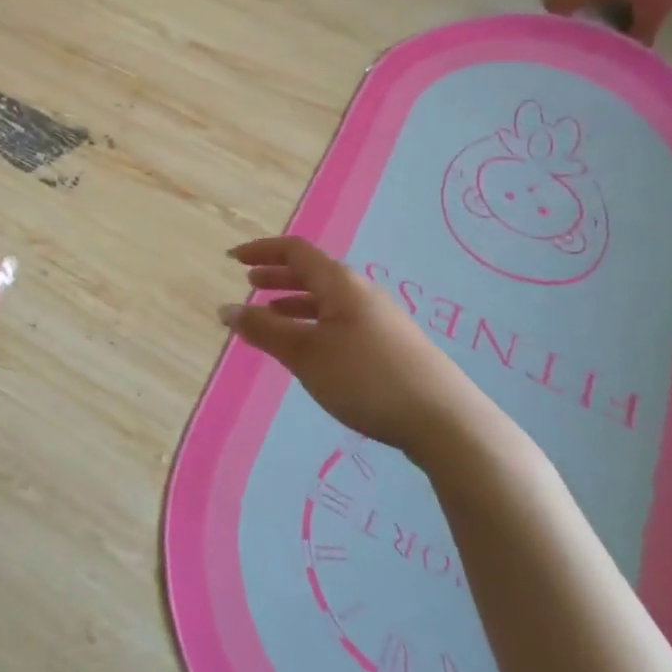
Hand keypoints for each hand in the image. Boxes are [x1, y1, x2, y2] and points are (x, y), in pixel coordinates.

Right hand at [220, 236, 490, 462]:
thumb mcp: (305, 353)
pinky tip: (309, 349)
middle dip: (277, 275)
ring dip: (294, 302)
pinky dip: (313, 323)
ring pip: (327, 299)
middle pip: (312, 272)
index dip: (261, 250)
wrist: (445, 421)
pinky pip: (340, 320)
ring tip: (270, 317)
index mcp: (339, 283)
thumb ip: (263, 330)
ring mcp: (379, 319)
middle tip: (249, 283)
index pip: (295, 251)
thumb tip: (226, 309)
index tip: (232, 259)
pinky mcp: (391, 345)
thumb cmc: (365, 378)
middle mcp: (361, 292)